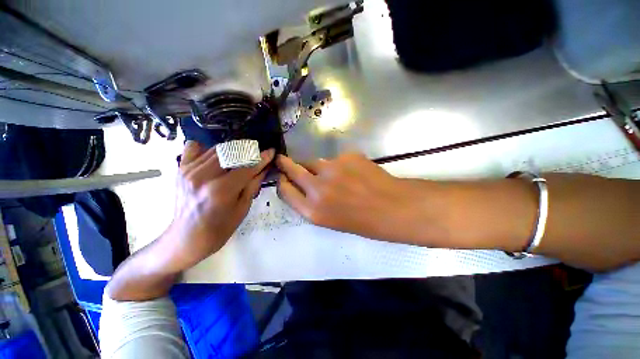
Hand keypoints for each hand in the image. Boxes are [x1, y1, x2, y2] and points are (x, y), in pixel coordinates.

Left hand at [160, 141, 274, 272]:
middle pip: (231, 152)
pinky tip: (216, 158)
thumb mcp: (242, 209)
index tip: (271, 152)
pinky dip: (208, 149)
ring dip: (232, 151)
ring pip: (216, 148)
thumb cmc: (219, 229)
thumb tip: (264, 168)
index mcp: (221, 190)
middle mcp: (203, 176)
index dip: (262, 158)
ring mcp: (188, 170)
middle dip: (248, 152)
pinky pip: (194, 147)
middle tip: (257, 156)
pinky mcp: (180, 169)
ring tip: (240, 158)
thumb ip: (253, 185)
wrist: (186, 239)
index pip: (247, 167)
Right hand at [276, 152, 435, 242]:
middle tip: (283, 160)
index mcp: (313, 210)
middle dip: (285, 164)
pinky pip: (336, 159)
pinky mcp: (347, 156)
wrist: (394, 207)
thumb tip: (304, 185)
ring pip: (315, 162)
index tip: (282, 177)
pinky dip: (340, 164)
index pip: (285, 190)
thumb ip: (312, 202)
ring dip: (317, 167)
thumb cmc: (363, 221)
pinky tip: (353, 173)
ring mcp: (332, 169)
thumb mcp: (331, 220)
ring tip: (334, 175)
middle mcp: (318, 188)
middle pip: (293, 169)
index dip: (282, 182)